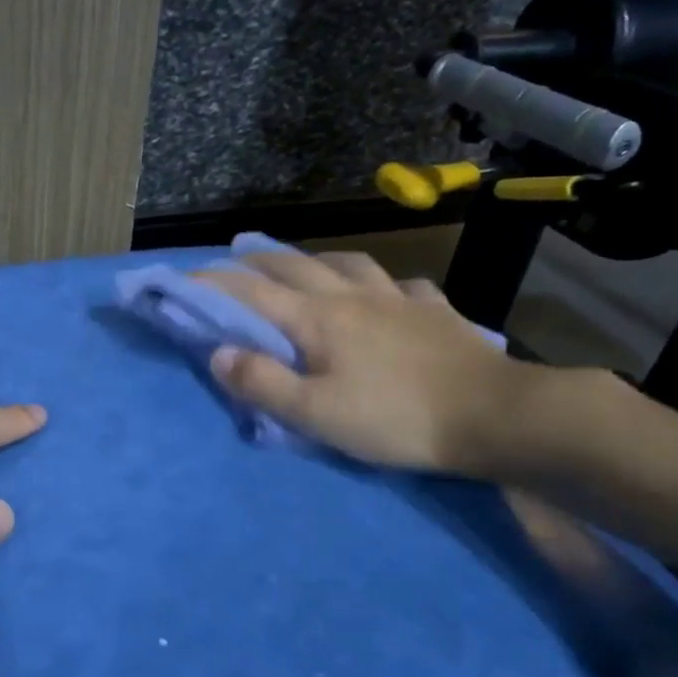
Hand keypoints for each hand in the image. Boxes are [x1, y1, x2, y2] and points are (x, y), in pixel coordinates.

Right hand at [194, 250, 534, 473]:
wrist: (495, 415)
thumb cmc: (396, 418)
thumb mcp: (316, 413)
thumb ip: (263, 384)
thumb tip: (219, 354)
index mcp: (318, 318)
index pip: (251, 292)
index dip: (212, 284)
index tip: (182, 281)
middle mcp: (353, 296)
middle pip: (296, 265)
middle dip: (257, 260)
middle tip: (234, 259)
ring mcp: (398, 299)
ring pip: (348, 263)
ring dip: (316, 259)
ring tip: (304, 264)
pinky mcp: (436, 312)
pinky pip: (402, 285)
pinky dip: (382, 284)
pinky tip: (386, 292)